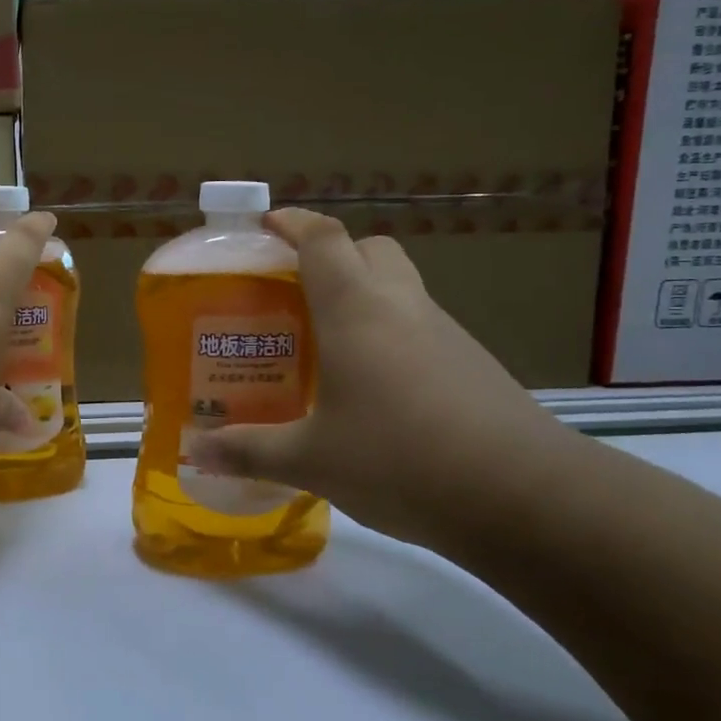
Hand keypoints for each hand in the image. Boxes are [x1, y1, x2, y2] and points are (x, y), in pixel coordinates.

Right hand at [190, 208, 572, 548]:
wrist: (526, 497)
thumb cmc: (401, 459)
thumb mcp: (312, 460)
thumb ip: (249, 451)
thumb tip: (194, 451)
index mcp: (355, 310)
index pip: (322, 238)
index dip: (291, 223)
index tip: (264, 227)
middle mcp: (401, 306)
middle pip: (369, 249)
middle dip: (331, 255)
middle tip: (295, 292)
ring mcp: (445, 333)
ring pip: (399, 287)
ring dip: (363, 296)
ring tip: (327, 344)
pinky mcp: (473, 364)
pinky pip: (421, 327)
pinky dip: (392, 335)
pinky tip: (375, 389)